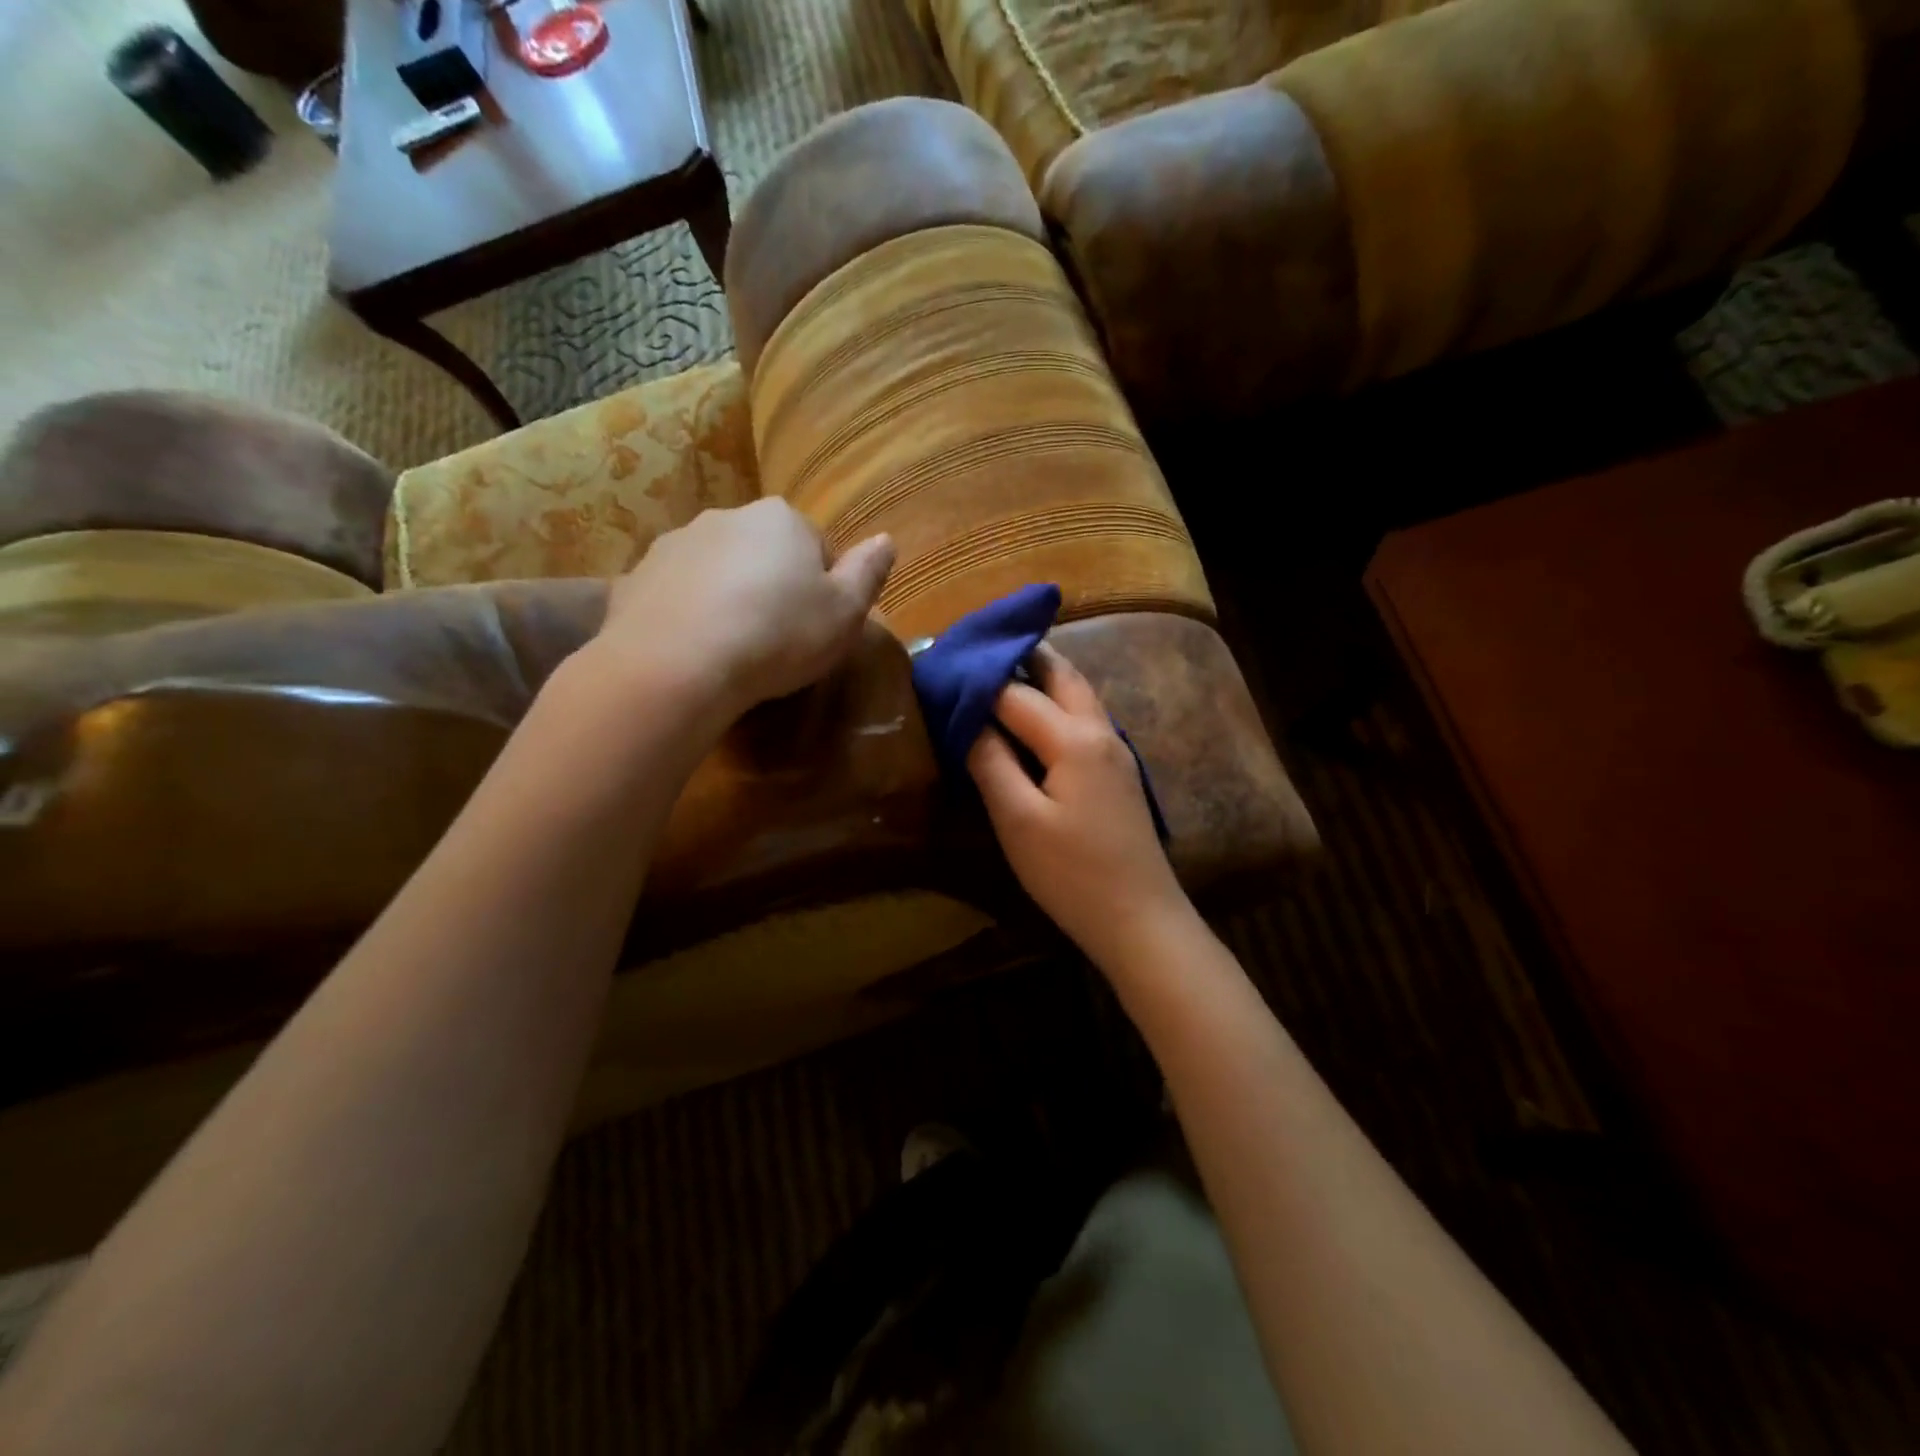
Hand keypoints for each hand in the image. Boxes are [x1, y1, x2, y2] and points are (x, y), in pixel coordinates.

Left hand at [600, 499, 892, 720]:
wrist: (676, 666)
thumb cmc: (777, 635)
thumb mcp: (845, 613)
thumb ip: (868, 573)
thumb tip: (887, 540)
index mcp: (781, 519)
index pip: (817, 546)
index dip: (823, 588)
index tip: (817, 626)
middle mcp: (727, 517)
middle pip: (764, 553)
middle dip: (773, 586)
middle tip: (778, 639)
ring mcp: (674, 544)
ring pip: (717, 570)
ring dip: (729, 597)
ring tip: (733, 648)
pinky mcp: (634, 577)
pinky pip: (677, 594)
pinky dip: (688, 614)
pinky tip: (695, 652)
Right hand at [967, 642, 1191, 968]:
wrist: (1141, 920)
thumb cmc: (1072, 874)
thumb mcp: (1018, 821)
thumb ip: (990, 762)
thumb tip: (966, 718)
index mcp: (1074, 738)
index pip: (1015, 693)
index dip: (976, 680)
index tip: (940, 668)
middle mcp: (1100, 730)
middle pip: (1059, 674)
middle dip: (1020, 654)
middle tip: (978, 649)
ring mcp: (1115, 749)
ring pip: (1077, 692)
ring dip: (1042, 674)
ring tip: (1000, 671)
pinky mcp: (1118, 770)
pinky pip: (1084, 717)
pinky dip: (1056, 701)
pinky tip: (1034, 719)